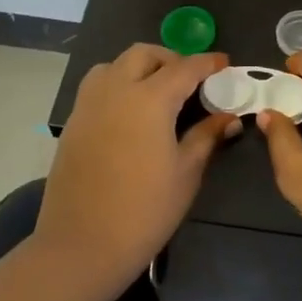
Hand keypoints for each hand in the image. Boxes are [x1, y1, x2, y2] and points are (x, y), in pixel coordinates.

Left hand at [37, 46, 239, 292]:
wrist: (82, 245)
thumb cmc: (145, 210)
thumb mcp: (186, 172)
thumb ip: (206, 136)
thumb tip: (228, 117)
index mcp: (149, 99)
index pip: (184, 67)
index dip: (207, 63)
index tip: (224, 63)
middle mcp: (115, 90)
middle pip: (143, 55)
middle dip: (170, 59)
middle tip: (190, 80)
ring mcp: (88, 105)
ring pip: (114, 65)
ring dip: (139, 68)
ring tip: (157, 92)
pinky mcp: (73, 123)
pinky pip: (97, 87)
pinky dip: (118, 84)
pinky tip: (131, 114)